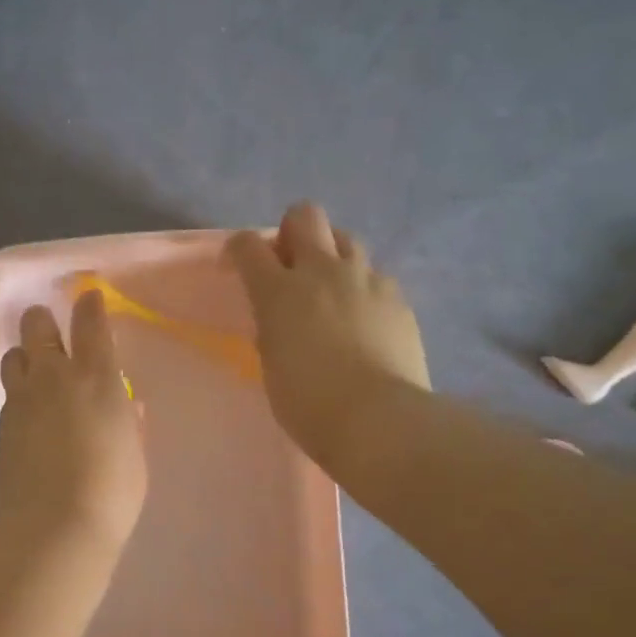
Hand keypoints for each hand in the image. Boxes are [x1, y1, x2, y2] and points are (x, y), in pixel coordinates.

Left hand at [0, 290, 147, 554]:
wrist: (54, 528)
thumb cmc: (112, 491)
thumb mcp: (134, 453)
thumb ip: (130, 422)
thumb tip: (129, 404)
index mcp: (97, 378)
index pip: (90, 323)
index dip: (89, 304)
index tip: (89, 297)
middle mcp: (54, 378)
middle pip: (37, 326)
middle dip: (43, 320)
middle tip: (50, 327)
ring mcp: (21, 400)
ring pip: (13, 357)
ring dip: (25, 357)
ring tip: (36, 373)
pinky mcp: (0, 426)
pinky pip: (8, 396)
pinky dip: (18, 396)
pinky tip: (29, 417)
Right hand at [227, 203, 430, 463]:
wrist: (379, 421)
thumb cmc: (309, 404)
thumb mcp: (272, 364)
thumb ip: (272, 329)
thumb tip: (280, 318)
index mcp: (279, 291)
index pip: (248, 245)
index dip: (239, 250)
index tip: (237, 268)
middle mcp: (322, 271)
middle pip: (305, 216)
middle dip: (292, 230)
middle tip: (291, 265)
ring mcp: (365, 280)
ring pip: (346, 239)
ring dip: (333, 254)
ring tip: (332, 289)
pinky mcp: (398, 298)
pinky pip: (376, 277)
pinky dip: (364, 289)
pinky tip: (366, 320)